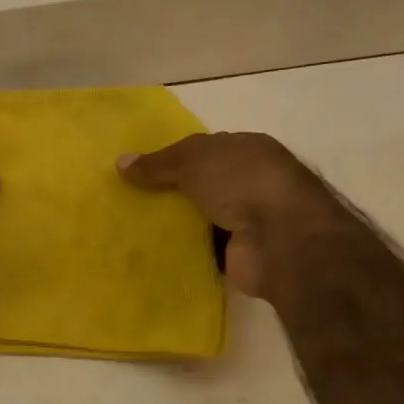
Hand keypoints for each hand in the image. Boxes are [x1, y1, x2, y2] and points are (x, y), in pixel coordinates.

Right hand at [118, 132, 320, 297]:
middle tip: (129, 200)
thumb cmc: (244, 183)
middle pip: (202, 185)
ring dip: (176, 224)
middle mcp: (252, 183)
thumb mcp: (194, 161)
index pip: (206, 149)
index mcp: (249, 150)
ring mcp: (250, 220)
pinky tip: (153, 253)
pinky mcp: (241, 254)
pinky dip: (183, 252)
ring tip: (132, 227)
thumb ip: (158, 163)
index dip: (174, 158)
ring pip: (202, 218)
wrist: (283, 240)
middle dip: (171, 192)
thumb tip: (121, 162)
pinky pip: (204, 250)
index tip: (140, 171)